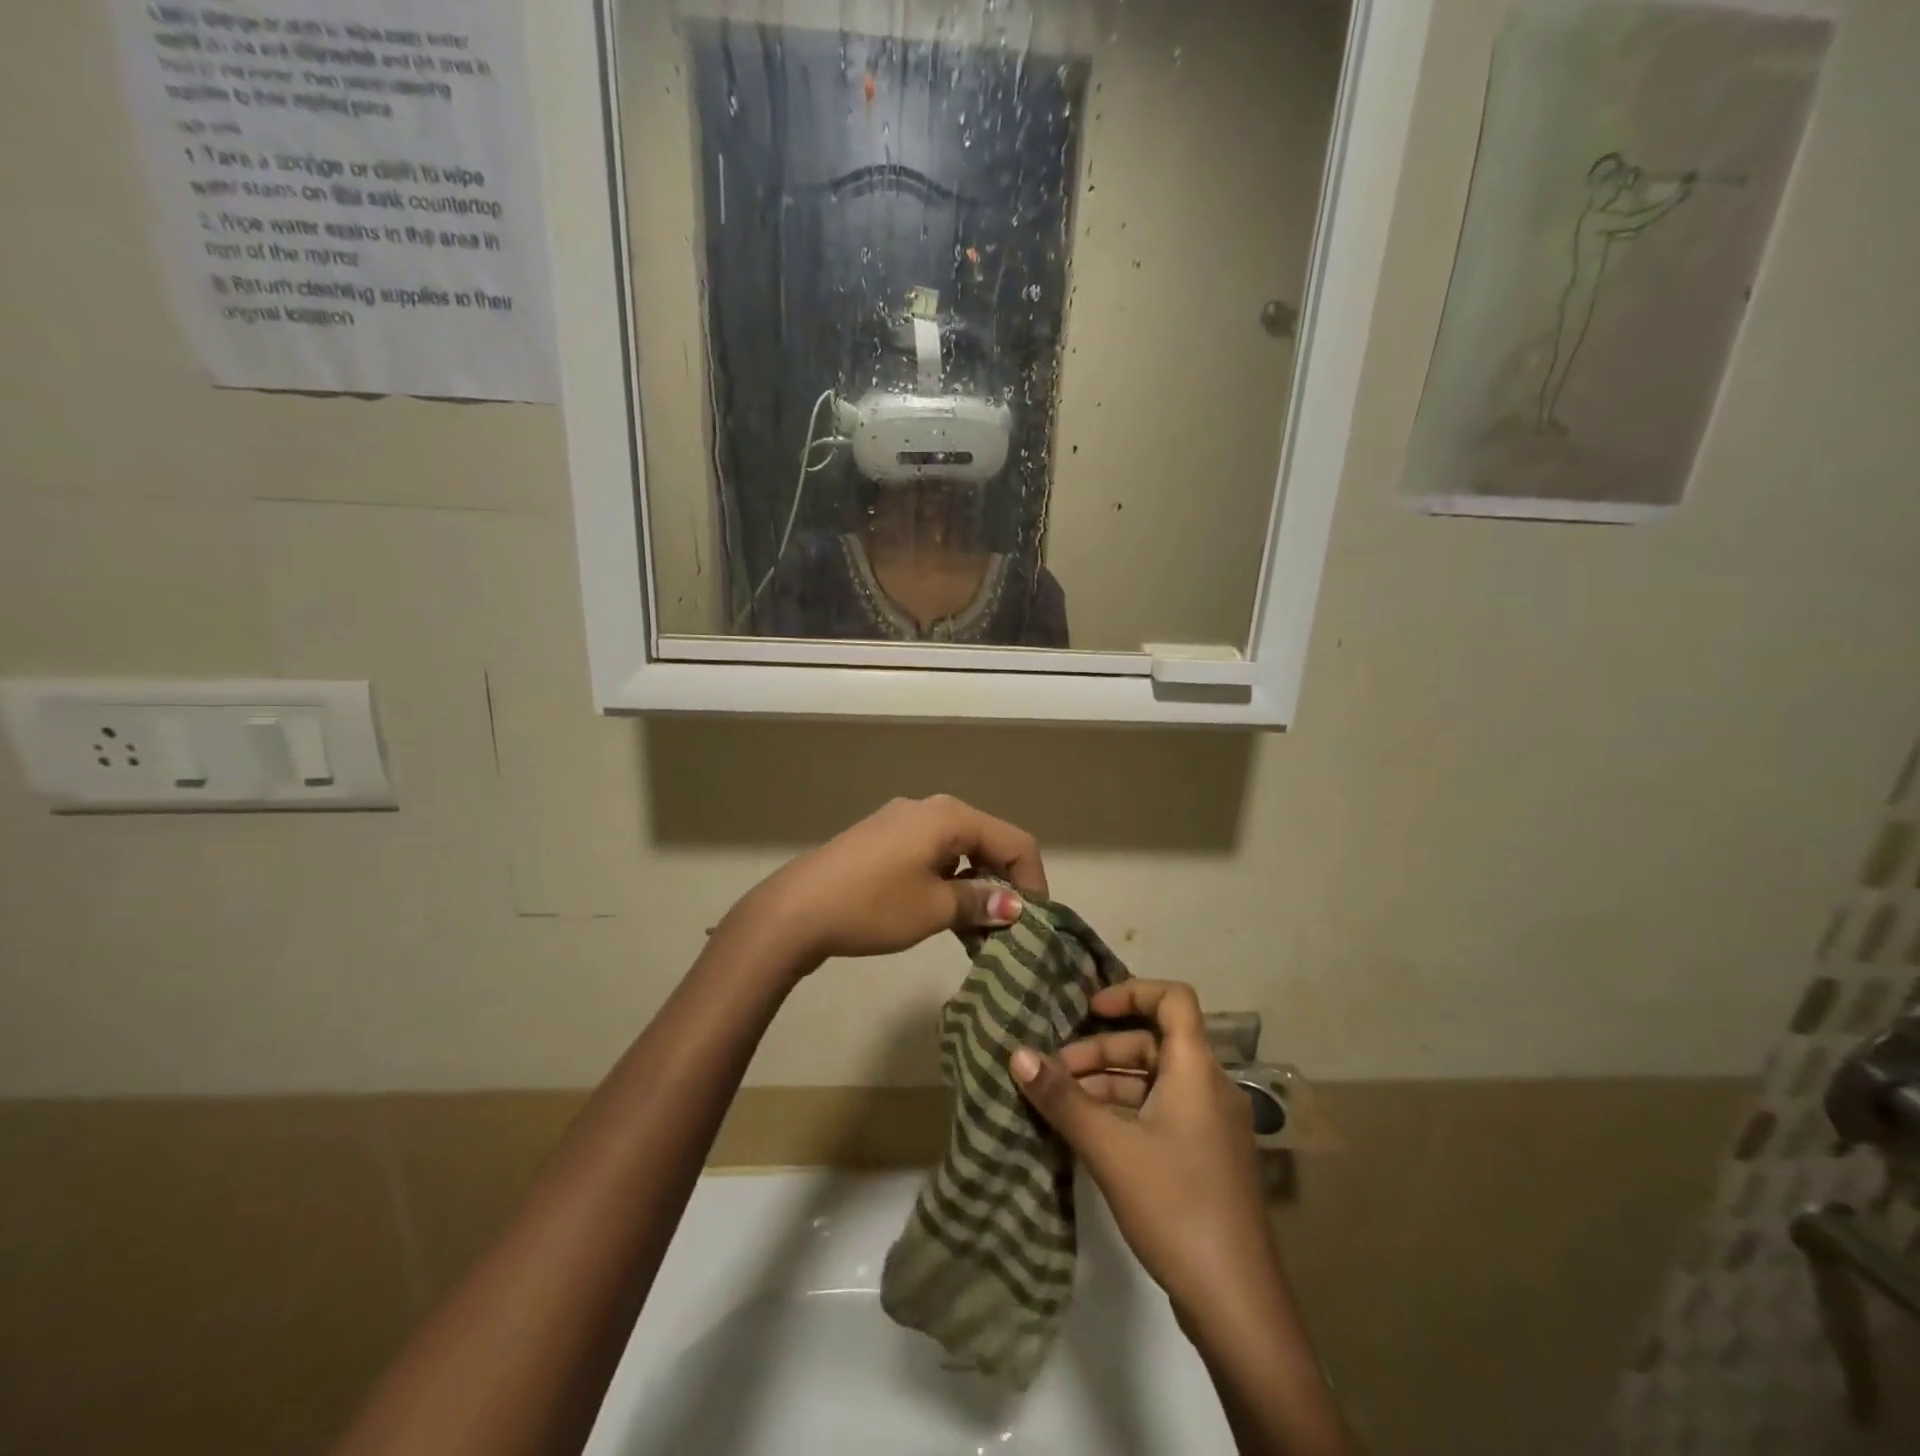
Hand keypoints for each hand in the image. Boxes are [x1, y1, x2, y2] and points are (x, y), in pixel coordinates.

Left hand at [737, 795, 1047, 970]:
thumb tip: (1014, 906)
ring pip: (959, 850)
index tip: (1035, 923)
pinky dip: (947, 881)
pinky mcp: (882, 839)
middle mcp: (930, 808)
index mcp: (950, 816)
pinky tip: (944, 915)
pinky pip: (931, 855)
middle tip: (1009, 930)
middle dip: (1004, 884)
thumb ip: (979, 902)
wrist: (795, 910)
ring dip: (975, 887)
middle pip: (987, 841)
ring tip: (977, 932)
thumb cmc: (872, 906)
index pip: (1015, 841)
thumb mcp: (933, 909)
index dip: (1034, 881)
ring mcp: (902, 821)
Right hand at [1010, 980, 1281, 1327]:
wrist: (1238, 1304)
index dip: (1131, 992)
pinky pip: (1163, 1111)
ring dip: (1109, 1083)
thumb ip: (1063, 1099)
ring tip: (1063, 1104)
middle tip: (1056, 1073)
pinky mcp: (1206, 1158)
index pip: (1174, 999)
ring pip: (1155, 1080)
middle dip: (1102, 1049)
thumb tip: (1017, 1054)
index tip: (1089, 1009)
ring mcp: (1212, 1125)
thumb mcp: (1110, 1149)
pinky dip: (1126, 1111)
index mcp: (1197, 1070)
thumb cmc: (1176, 1206)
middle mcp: (1210, 1087)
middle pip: (1155, 1042)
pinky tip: (1091, 1134)